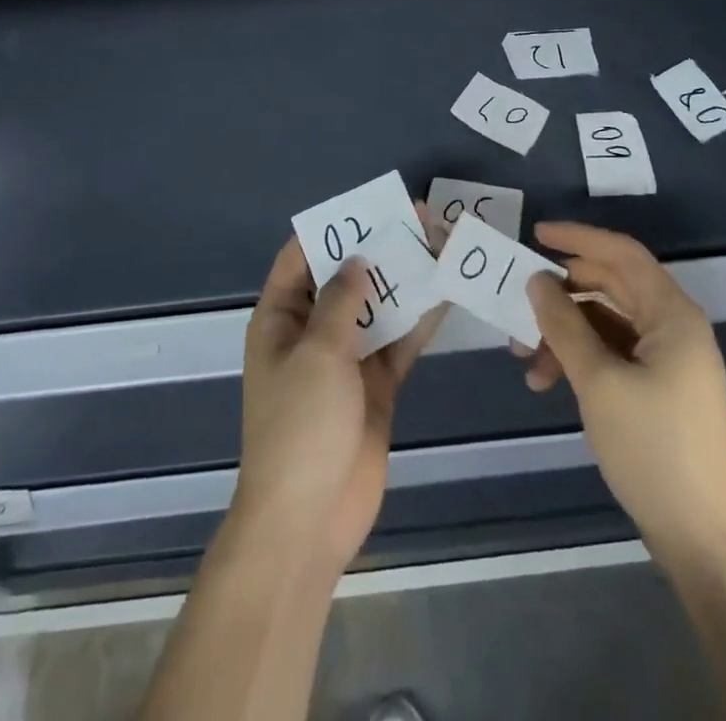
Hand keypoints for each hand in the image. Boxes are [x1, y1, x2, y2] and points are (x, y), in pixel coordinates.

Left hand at [233, 226, 443, 576]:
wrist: (311, 518)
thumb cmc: (301, 426)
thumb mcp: (317, 353)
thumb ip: (341, 301)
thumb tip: (356, 259)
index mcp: (280, 319)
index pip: (301, 259)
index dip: (331, 230)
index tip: (368, 206)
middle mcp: (310, 332)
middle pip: (345, 279)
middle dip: (378, 250)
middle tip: (417, 219)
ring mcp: (345, 360)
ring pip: (376, 307)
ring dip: (403, 281)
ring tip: (438, 245)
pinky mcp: (375, 385)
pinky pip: (397, 343)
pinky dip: (418, 322)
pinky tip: (445, 295)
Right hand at [522, 222, 725, 559]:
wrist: (704, 539)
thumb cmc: (653, 448)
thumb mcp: (598, 381)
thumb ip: (563, 324)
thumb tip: (536, 280)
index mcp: (672, 315)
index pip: (622, 254)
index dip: (578, 238)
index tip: (535, 235)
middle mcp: (673, 328)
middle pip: (610, 287)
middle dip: (561, 295)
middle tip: (518, 303)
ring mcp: (668, 360)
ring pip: (605, 323)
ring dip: (564, 333)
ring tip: (525, 360)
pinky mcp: (659, 389)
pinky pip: (612, 353)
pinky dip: (579, 359)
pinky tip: (546, 382)